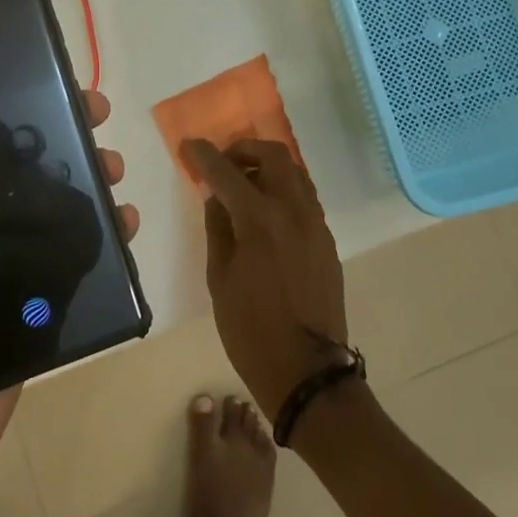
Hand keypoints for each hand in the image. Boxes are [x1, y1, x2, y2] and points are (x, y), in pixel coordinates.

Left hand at [0, 90, 137, 516]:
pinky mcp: (32, 316)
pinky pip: (69, 271)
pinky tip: (125, 222)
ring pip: (46, 218)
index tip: (22, 83)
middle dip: (52, 142)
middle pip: (10, 180)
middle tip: (90, 114)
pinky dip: (100, 244)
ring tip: (112, 166)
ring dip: (83, 184)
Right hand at [180, 139, 349, 417]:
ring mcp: (316, 224)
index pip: (227, 172)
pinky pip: (305, 198)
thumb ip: (218, 228)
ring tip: (245, 187)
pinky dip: (284, 191)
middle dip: (245, 150)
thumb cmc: (250, 329)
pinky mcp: (327, 241)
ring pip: (295, 173)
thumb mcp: (219, 278)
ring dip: (268, 167)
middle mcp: (294, 211)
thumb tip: (216, 197)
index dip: (205, 155)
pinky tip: (266, 214)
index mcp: (260, 219)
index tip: (190, 145)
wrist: (306, 371)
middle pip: (274, 155)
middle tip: (224, 164)